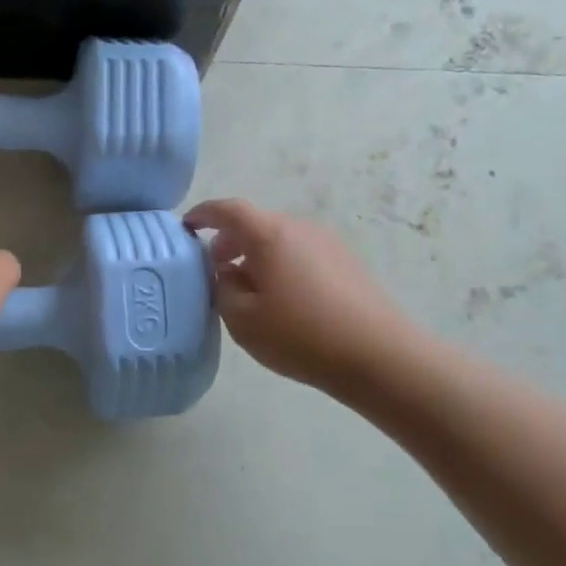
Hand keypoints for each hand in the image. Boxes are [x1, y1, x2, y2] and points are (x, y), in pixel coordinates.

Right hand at [184, 199, 409, 394]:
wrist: (378, 355)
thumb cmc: (301, 334)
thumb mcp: (242, 318)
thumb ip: (223, 288)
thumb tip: (227, 272)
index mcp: (270, 234)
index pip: (228, 210)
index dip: (203, 214)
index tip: (186, 226)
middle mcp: (299, 228)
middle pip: (255, 223)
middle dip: (229, 240)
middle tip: (214, 268)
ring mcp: (327, 243)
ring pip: (278, 239)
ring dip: (255, 255)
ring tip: (246, 288)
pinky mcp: (346, 262)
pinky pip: (300, 253)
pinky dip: (280, 264)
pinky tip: (281, 299)